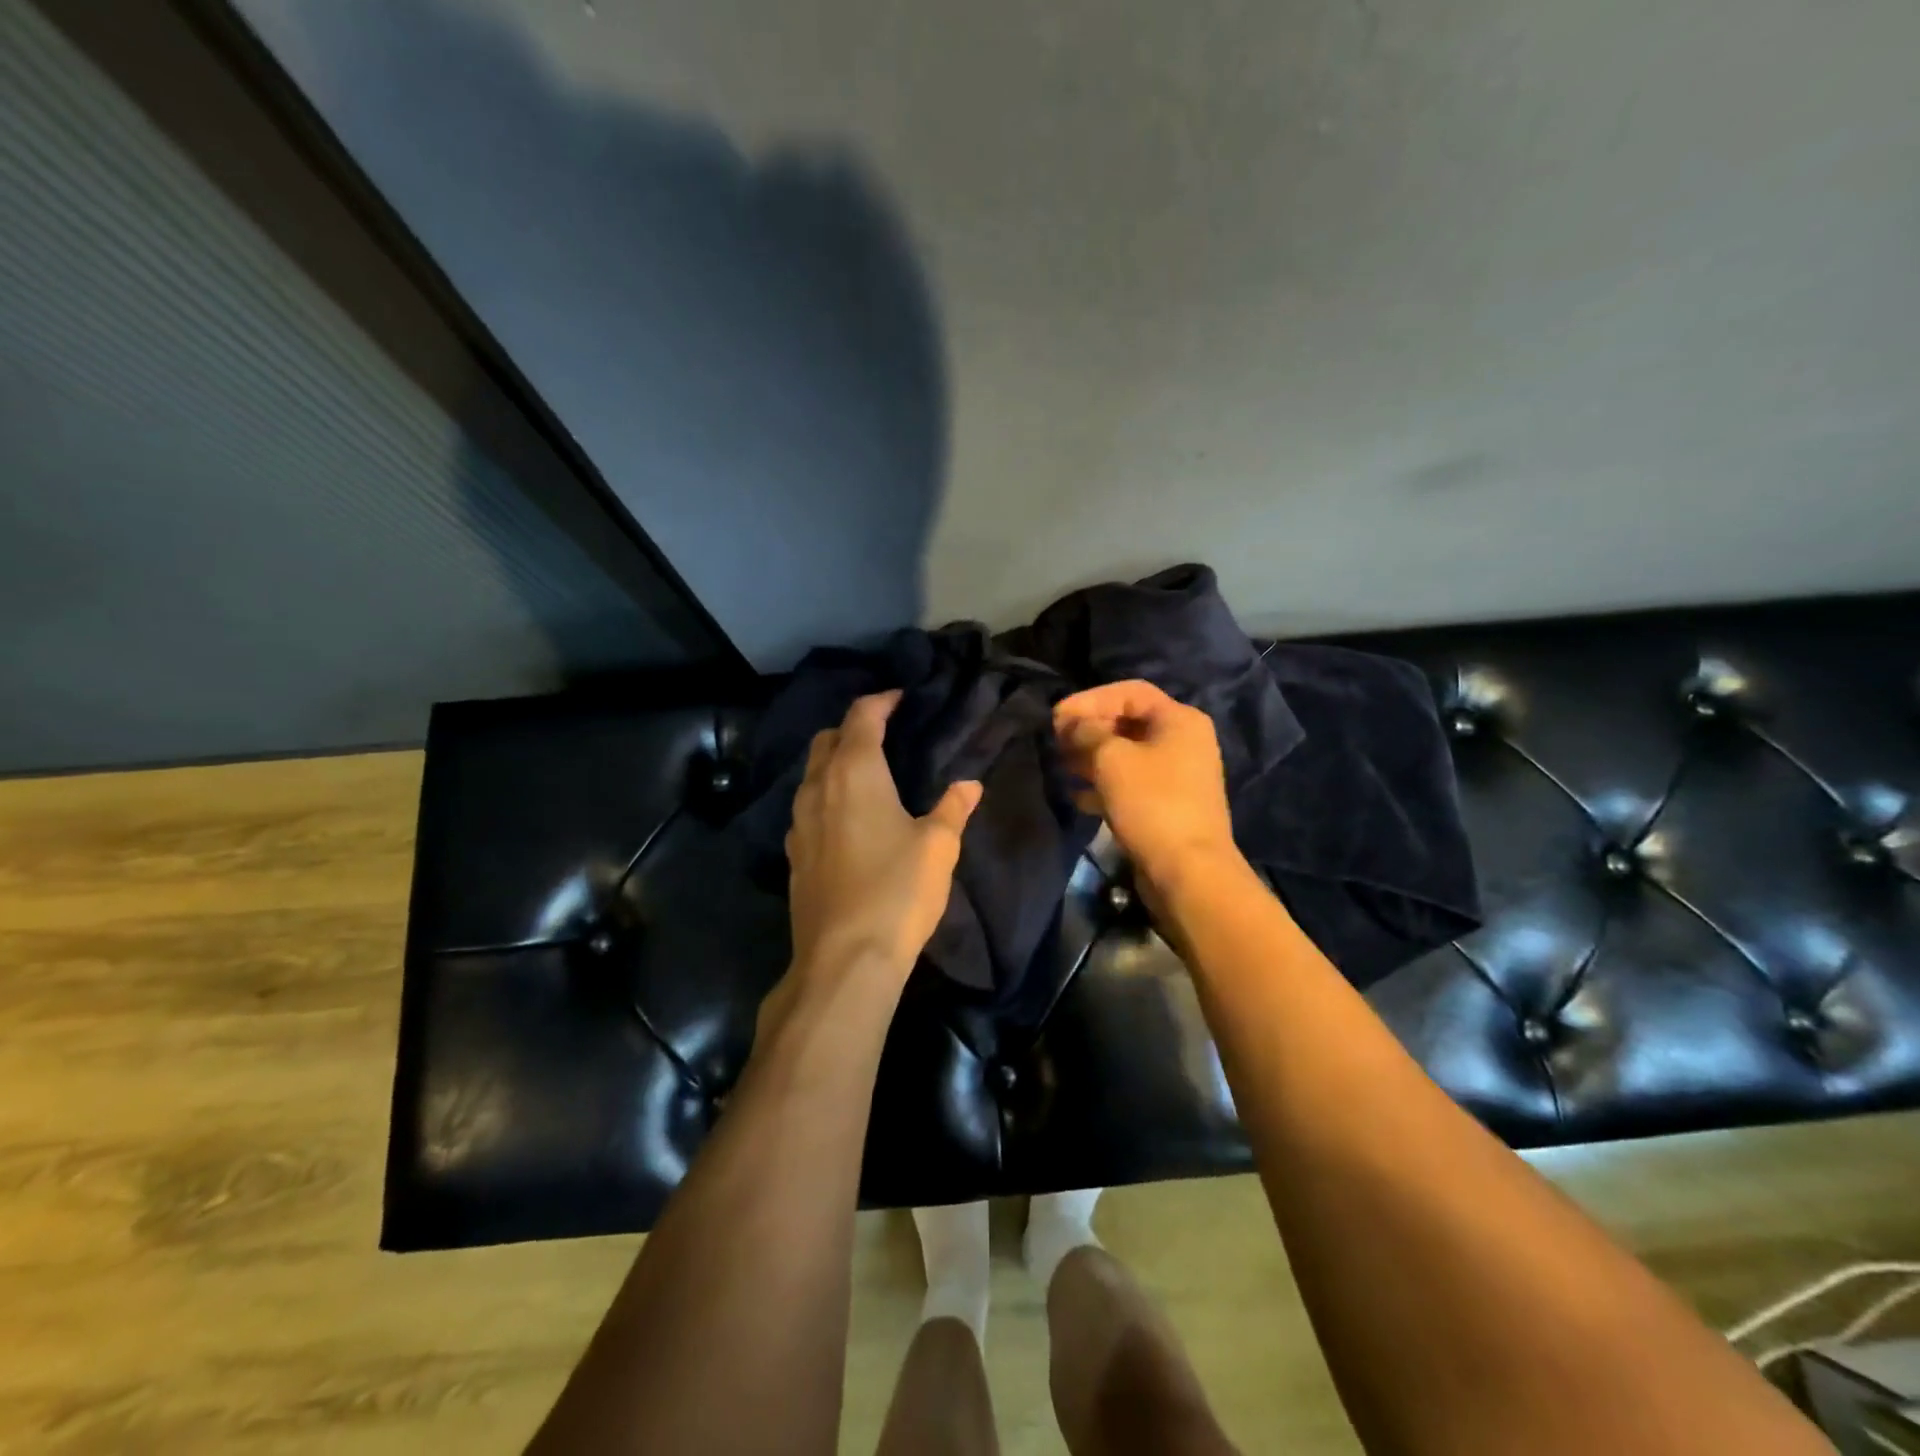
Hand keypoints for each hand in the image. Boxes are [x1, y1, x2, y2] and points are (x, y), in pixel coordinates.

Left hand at [784, 692, 982, 993]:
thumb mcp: (938, 846)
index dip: (881, 701)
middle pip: (827, 739)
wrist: (844, 958)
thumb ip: (953, 808)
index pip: (861, 717)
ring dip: (835, 762)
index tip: (900, 698)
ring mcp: (799, 822)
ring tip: (868, 773)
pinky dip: (826, 795)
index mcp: (854, 772)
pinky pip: (807, 806)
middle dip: (853, 728)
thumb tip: (969, 784)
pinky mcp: (794, 854)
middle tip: (884, 734)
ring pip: (812, 773)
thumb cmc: (897, 890)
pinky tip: (848, 818)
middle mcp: (818, 787)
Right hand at [1054, 680, 1237, 891]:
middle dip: (1089, 728)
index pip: (1129, 692)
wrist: (1188, 871)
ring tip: (1061, 765)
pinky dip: (1104, 784)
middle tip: (1056, 741)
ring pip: (1127, 755)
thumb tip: (1075, 725)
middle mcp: (1184, 741)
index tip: (1057, 717)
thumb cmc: (1151, 803)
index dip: (1089, 699)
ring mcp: (1178, 776)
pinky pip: (1131, 784)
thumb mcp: (1111, 758)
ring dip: (1092, 757)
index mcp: (1179, 720)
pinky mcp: (1168, 805)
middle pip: (1128, 722)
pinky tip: (1077, 795)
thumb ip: (1087, 732)